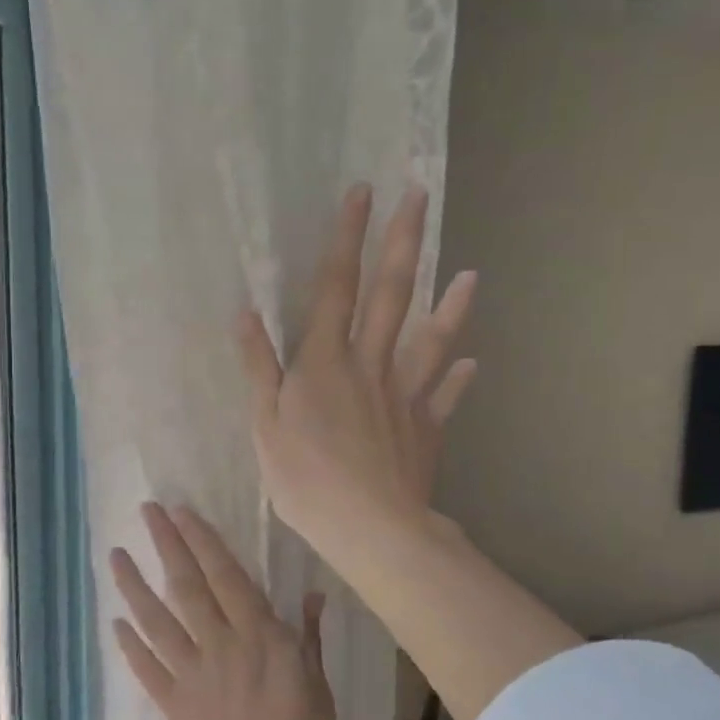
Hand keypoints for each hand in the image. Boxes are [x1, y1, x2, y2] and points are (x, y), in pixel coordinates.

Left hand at [110, 503, 334, 719]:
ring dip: (135, 587)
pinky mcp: (172, 703)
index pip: (228, 577)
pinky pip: (147, 668)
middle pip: (188, 587)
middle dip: (167, 546)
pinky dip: (129, 645)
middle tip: (146, 512)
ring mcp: (191, 673)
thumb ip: (309, 641)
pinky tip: (114, 623)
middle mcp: (220, 645)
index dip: (204, 542)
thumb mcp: (320, 692)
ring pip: (158, 621)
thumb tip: (312, 594)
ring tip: (116, 556)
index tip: (183, 511)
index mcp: (260, 639)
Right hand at [237, 184, 476, 582]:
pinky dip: (459, 379)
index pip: (335, 287)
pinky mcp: (425, 428)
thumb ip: (260, 368)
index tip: (362, 192)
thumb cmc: (306, 478)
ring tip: (470, 274)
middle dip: (401, 243)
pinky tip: (472, 364)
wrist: (368, 527)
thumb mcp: (265, 424)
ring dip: (450, 306)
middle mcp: (370, 365)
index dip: (347, 238)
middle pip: (389, 295)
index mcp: (325, 362)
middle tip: (418, 197)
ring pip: (430, 341)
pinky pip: (444, 397)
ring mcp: (405, 396)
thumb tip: (247, 314)